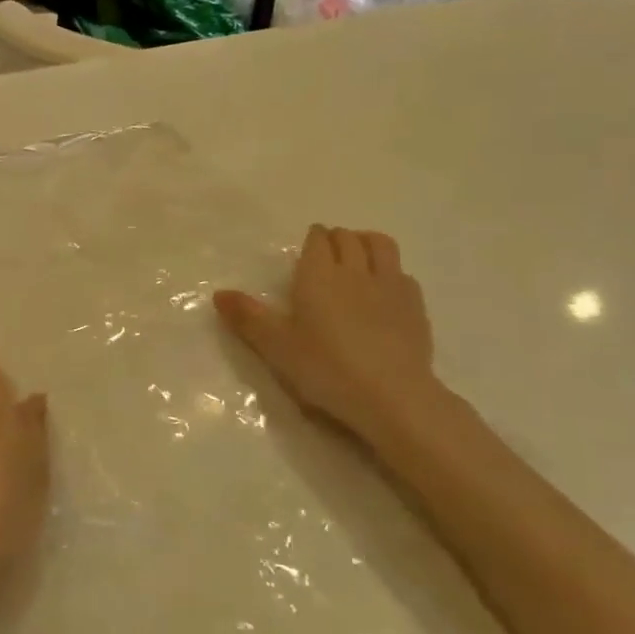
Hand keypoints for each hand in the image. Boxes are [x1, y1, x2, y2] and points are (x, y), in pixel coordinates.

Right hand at [214, 225, 444, 444]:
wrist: (392, 396)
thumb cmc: (326, 368)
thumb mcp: (276, 347)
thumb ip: (248, 318)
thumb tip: (218, 294)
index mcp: (318, 274)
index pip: (318, 238)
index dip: (312, 239)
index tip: (306, 251)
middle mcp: (354, 270)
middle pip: (348, 237)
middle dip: (336, 238)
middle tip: (326, 256)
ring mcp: (390, 285)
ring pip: (380, 245)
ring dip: (367, 243)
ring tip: (358, 259)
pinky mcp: (415, 306)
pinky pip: (402, 273)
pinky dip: (391, 272)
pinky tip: (384, 292)